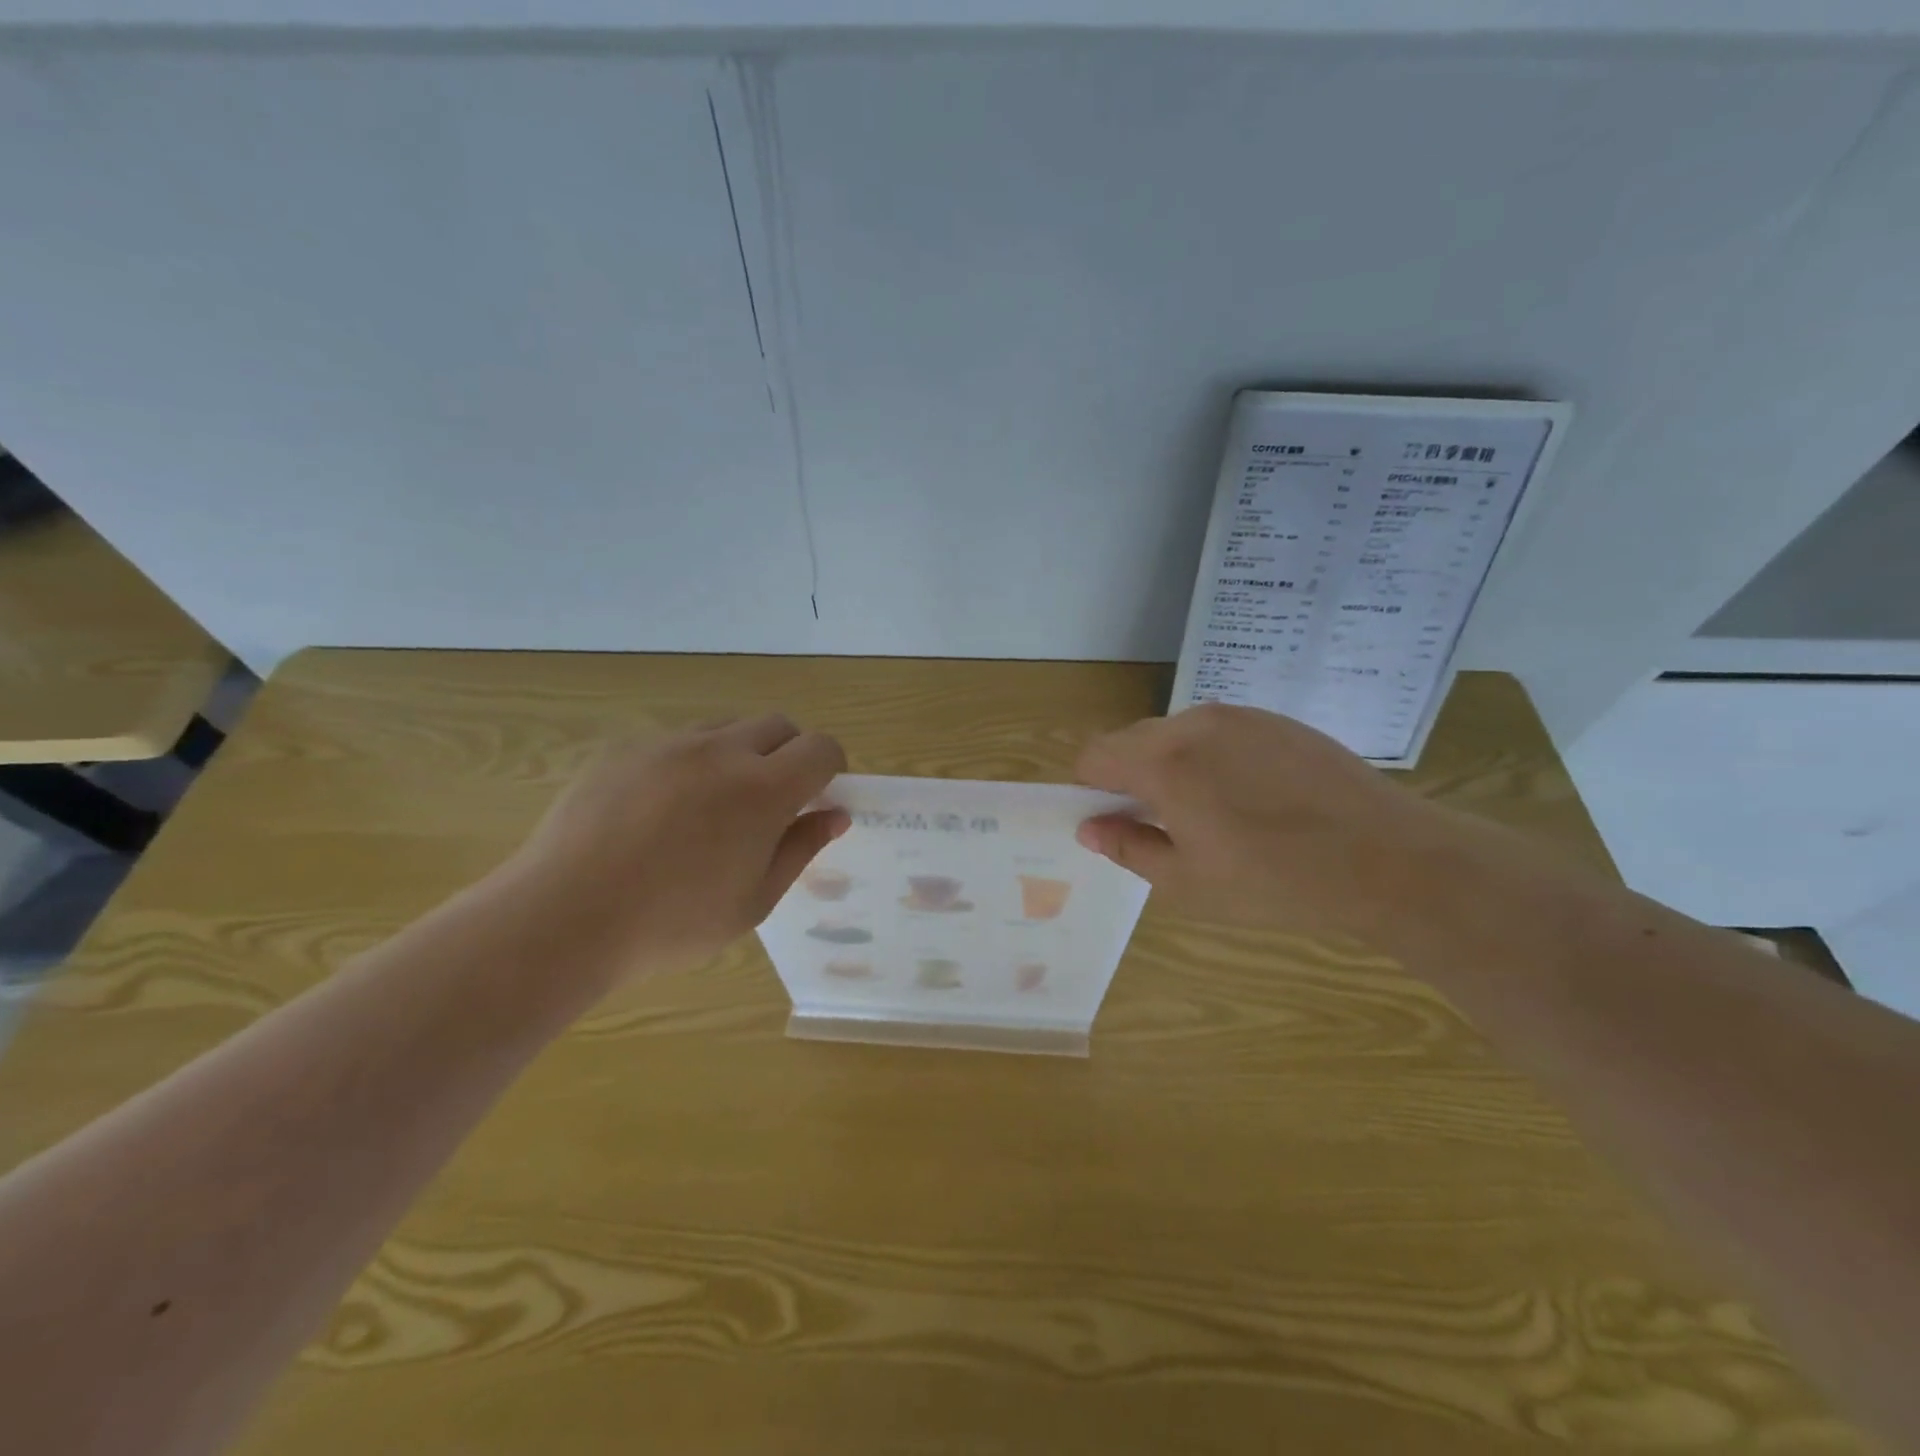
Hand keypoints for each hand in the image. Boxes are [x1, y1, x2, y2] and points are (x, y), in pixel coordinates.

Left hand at [501, 714, 847, 989]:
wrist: (564, 916)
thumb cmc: (672, 923)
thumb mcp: (754, 901)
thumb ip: (801, 849)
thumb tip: (835, 815)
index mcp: (763, 789)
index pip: (821, 748)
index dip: (831, 768)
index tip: (818, 798)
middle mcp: (721, 751)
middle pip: (778, 725)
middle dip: (790, 753)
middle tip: (772, 802)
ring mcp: (668, 744)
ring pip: (726, 728)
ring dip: (740, 754)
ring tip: (713, 807)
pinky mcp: (624, 749)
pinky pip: (676, 741)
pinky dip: (690, 762)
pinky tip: (660, 811)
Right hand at [1073, 702, 1468, 940]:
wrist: (1387, 858)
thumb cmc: (1276, 882)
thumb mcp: (1187, 883)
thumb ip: (1128, 847)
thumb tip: (1090, 827)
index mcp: (1163, 763)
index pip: (1094, 755)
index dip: (1092, 789)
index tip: (1115, 822)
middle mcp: (1194, 724)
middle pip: (1131, 740)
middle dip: (1130, 777)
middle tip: (1164, 824)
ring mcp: (1239, 716)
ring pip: (1175, 733)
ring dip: (1172, 765)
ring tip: (1214, 812)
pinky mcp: (1275, 720)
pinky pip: (1219, 731)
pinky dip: (1213, 757)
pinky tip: (1253, 796)